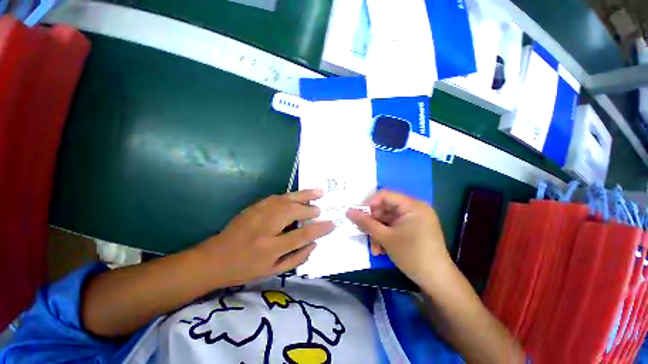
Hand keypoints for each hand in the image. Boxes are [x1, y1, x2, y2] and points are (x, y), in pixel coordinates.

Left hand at [194, 189, 334, 285]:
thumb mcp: (272, 272)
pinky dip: (292, 195)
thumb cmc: (245, 268)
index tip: (331, 224)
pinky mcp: (255, 205)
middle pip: (294, 211)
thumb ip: (297, 258)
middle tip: (320, 209)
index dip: (319, 228)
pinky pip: (278, 197)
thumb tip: (315, 243)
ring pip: (287, 199)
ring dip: (305, 195)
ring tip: (319, 191)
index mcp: (270, 247)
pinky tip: (299, 195)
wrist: (214, 258)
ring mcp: (259, 212)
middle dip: (310, 209)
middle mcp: (265, 226)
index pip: (301, 234)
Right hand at [346, 190, 450, 285]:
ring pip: (389, 220)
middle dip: (373, 222)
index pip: (384, 195)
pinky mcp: (414, 228)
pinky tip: (381, 249)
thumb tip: (348, 211)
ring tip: (374, 248)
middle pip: (386, 208)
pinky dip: (386, 236)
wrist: (437, 281)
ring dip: (378, 232)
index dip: (369, 203)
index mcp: (412, 205)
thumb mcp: (385, 238)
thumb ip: (365, 223)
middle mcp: (415, 208)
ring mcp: (415, 219)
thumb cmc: (412, 255)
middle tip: (363, 233)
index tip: (358, 215)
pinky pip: (395, 227)